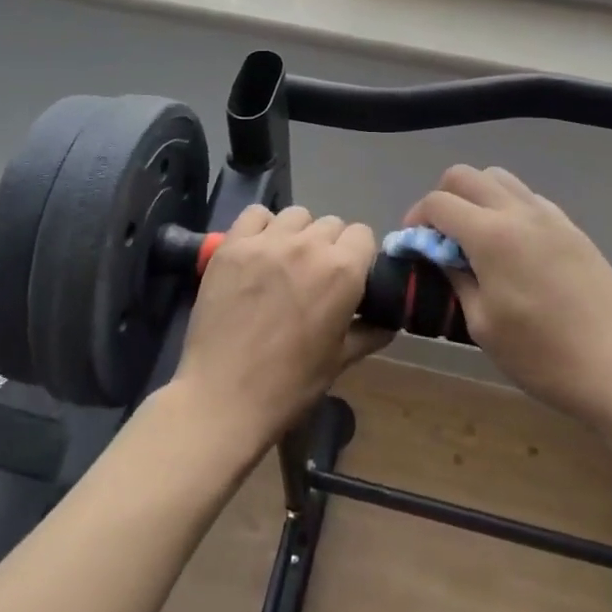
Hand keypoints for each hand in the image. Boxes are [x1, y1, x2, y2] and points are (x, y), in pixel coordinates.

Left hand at [174, 205, 385, 456]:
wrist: (224, 396)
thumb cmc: (290, 384)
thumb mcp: (340, 360)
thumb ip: (370, 332)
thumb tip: (388, 320)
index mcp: (342, 270)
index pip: (363, 235)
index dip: (358, 256)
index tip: (348, 278)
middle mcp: (308, 245)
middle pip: (331, 223)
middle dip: (329, 246)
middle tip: (315, 276)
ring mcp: (267, 241)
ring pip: (296, 216)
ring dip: (298, 234)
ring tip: (285, 262)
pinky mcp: (232, 245)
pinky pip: (255, 215)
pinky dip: (261, 227)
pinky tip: (258, 252)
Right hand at [405, 166, 611, 437]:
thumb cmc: (542, 357)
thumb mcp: (483, 324)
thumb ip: (456, 277)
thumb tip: (438, 253)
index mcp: (492, 235)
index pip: (438, 202)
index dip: (416, 219)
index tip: (413, 245)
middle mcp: (520, 212)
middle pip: (466, 176)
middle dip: (443, 198)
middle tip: (440, 237)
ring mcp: (551, 216)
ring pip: (499, 179)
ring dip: (476, 197)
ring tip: (475, 238)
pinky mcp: (572, 228)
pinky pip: (528, 198)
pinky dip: (508, 208)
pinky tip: (512, 247)